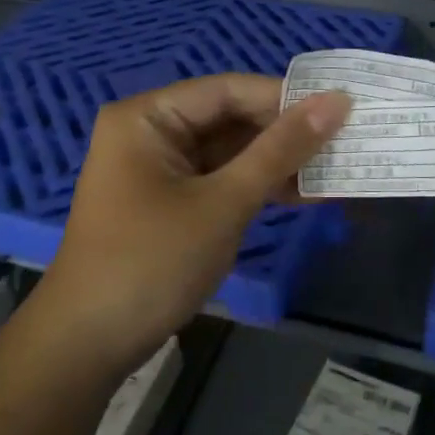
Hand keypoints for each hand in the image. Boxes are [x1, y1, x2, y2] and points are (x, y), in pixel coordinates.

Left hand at [38, 74, 349, 374]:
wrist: (88, 344)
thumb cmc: (151, 262)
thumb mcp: (223, 203)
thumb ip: (280, 150)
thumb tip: (337, 102)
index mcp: (148, 117)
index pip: (228, 90)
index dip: (286, 98)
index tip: (342, 109)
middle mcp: (150, 132)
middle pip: (230, 119)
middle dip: (286, 134)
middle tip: (346, 141)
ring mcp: (159, 170)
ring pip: (229, 153)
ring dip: (277, 163)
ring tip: (336, 169)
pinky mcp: (169, 202)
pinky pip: (219, 181)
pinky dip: (256, 188)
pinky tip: (304, 195)